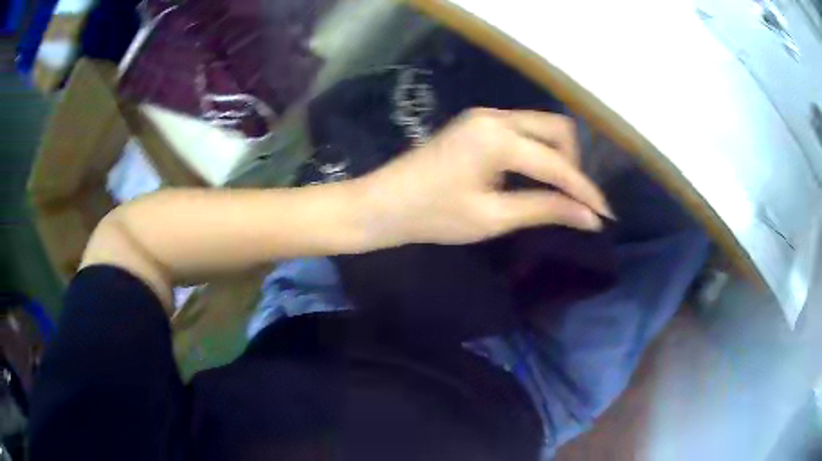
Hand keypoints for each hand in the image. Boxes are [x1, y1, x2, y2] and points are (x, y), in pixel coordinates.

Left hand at [356, 108, 613, 246]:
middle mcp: (495, 116)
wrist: (382, 203)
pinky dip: (538, 151)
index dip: (584, 191)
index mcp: (498, 138)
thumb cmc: (432, 215)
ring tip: (562, 192)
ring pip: (541, 126)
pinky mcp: (477, 123)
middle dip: (574, 164)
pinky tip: (538, 176)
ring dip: (558, 156)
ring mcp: (484, 116)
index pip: (557, 164)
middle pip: (557, 130)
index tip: (605, 214)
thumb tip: (588, 218)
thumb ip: (544, 209)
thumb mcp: (492, 217)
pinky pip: (523, 130)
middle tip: (577, 201)